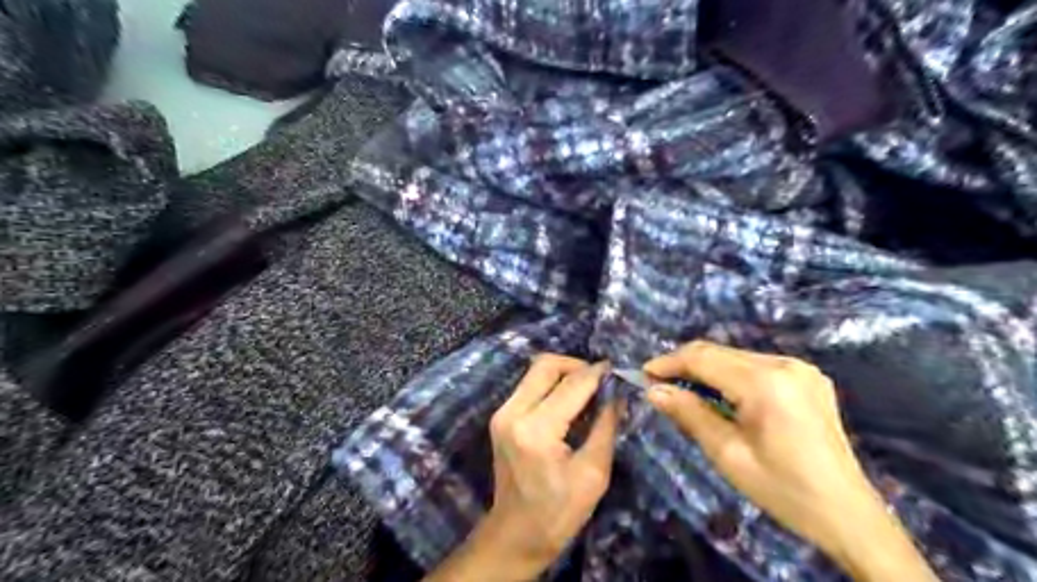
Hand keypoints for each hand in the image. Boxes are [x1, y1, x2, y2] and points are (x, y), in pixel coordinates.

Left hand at [426, 356, 617, 581]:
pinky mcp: (500, 416)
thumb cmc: (559, 513)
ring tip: (588, 392)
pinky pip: (529, 386)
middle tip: (601, 381)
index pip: (572, 384)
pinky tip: (570, 403)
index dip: (598, 374)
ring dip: (564, 374)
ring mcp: (502, 413)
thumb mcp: (594, 472)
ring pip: (536, 371)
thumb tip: (619, 392)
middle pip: (546, 364)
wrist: (516, 535)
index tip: (618, 371)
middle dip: (577, 366)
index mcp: (536, 430)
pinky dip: (552, 386)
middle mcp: (513, 412)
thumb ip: (606, 425)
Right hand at [646, 340, 935, 581]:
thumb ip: (689, 414)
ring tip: (683, 389)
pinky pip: (756, 365)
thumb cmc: (783, 489)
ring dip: (706, 369)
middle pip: (719, 352)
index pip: (703, 358)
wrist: (848, 514)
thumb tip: (653, 390)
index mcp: (765, 383)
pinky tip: (720, 394)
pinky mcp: (807, 377)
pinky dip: (730, 374)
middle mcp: (784, 364)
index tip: (643, 374)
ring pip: (736, 356)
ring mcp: (800, 368)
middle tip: (658, 383)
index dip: (669, 362)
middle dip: (685, 365)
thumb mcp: (728, 454)